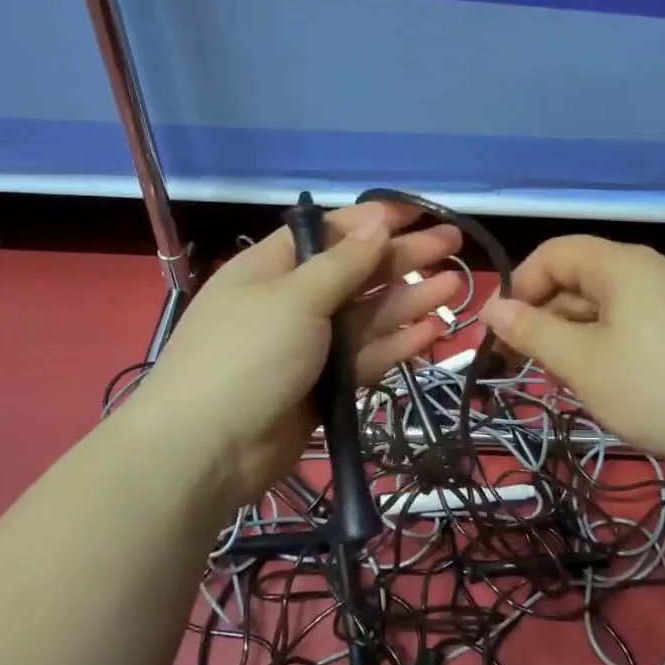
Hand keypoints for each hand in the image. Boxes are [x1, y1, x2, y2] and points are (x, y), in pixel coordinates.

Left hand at [131, 201, 462, 506]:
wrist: (207, 450)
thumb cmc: (247, 356)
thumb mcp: (294, 298)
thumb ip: (343, 262)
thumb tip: (377, 220)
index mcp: (273, 267)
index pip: (330, 232)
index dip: (374, 221)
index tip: (418, 213)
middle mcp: (294, 301)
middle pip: (357, 272)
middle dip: (404, 257)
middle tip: (456, 244)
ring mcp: (311, 346)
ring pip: (369, 315)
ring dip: (411, 299)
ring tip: (457, 285)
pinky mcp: (326, 386)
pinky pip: (368, 356)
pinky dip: (400, 343)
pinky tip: (435, 330)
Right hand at [478, 236, 664, 475]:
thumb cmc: (656, 389)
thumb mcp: (582, 363)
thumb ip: (532, 332)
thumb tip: (493, 309)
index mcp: (620, 265)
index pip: (553, 254)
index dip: (519, 287)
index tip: (501, 332)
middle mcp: (647, 271)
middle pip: (578, 278)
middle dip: (544, 317)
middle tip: (526, 365)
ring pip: (603, 306)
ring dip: (573, 337)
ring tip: (565, 380)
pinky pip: (630, 324)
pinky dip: (604, 346)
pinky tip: (605, 383)